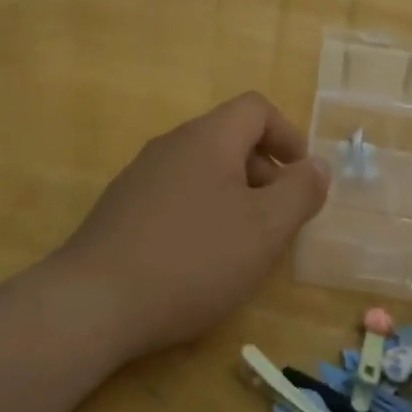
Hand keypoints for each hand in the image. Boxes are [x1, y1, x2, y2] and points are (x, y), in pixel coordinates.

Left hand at [52, 92, 330, 360]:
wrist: (94, 303)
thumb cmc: (194, 260)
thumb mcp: (265, 229)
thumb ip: (300, 192)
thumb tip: (317, 166)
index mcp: (207, 139)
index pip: (256, 108)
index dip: (288, 135)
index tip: (303, 178)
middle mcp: (170, 146)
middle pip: (229, 139)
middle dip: (265, 174)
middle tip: (278, 222)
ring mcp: (140, 177)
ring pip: (203, 172)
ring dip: (235, 198)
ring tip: (243, 247)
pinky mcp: (121, 210)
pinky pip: (176, 197)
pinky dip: (202, 215)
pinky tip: (200, 261)